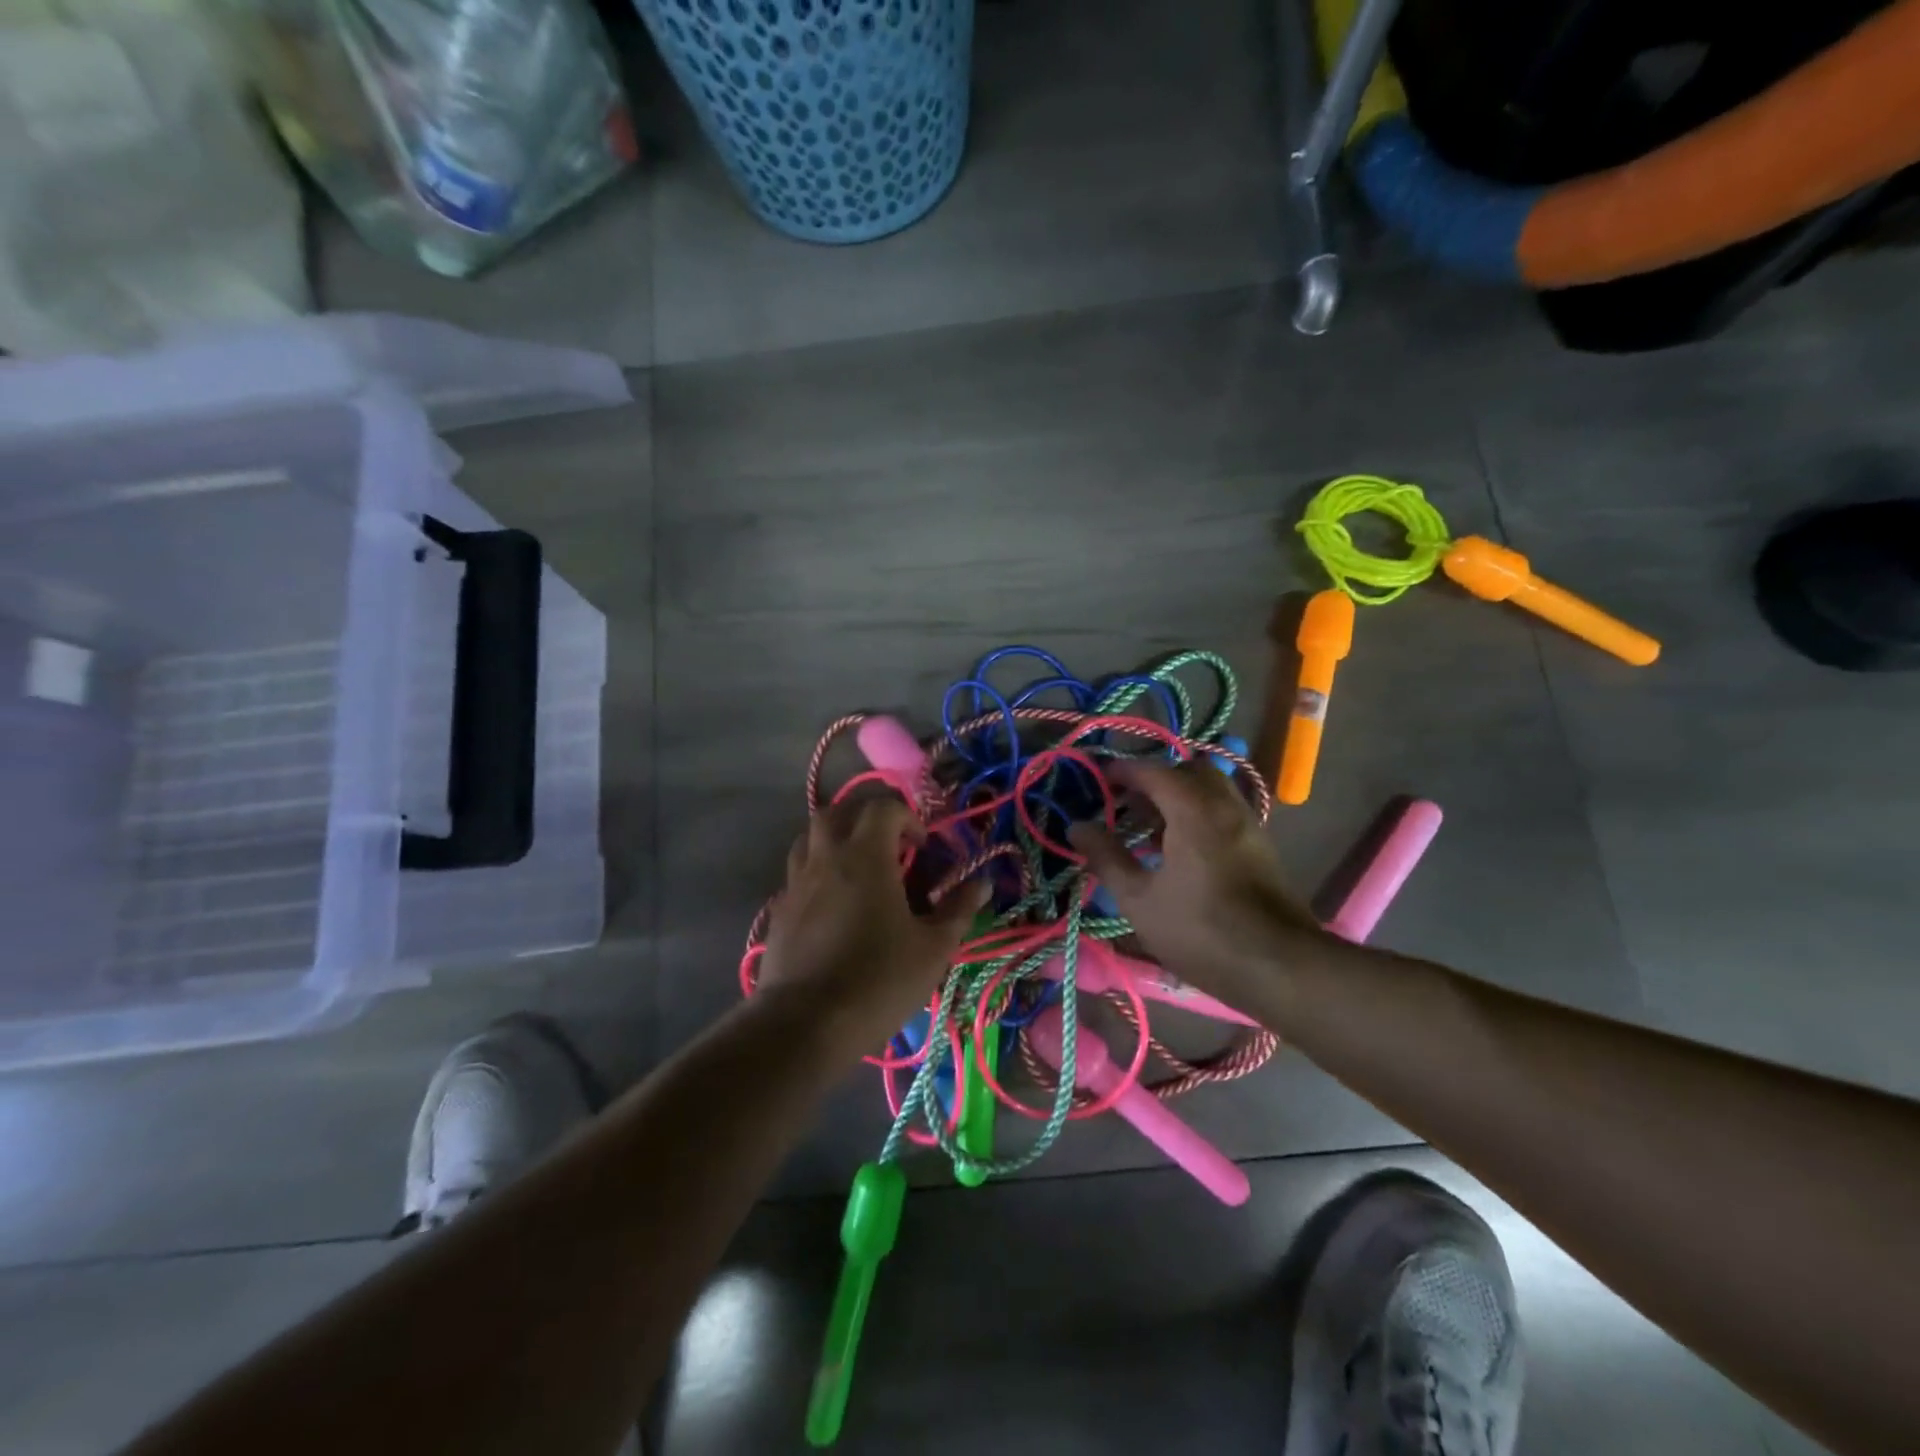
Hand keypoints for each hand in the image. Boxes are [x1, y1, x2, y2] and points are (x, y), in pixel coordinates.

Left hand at [760, 794, 988, 1046]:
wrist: (805, 1023)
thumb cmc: (879, 980)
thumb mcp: (933, 948)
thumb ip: (958, 909)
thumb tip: (981, 883)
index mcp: (865, 855)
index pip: (883, 807)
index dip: (908, 818)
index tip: (923, 847)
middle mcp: (826, 856)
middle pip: (839, 812)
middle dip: (866, 819)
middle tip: (889, 847)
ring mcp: (796, 882)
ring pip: (811, 837)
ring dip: (836, 840)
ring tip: (859, 868)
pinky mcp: (778, 909)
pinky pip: (798, 873)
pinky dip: (817, 872)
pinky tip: (833, 903)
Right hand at [1069, 758, 1321, 1007]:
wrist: (1281, 967)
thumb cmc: (1201, 931)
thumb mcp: (1139, 899)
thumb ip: (1106, 857)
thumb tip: (1077, 826)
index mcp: (1193, 809)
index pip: (1153, 771)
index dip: (1122, 771)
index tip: (1097, 779)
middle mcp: (1225, 805)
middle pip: (1188, 772)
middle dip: (1154, 780)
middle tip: (1126, 803)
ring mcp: (1248, 825)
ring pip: (1210, 791)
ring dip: (1178, 797)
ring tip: (1147, 829)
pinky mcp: (1260, 847)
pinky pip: (1223, 812)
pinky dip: (1197, 814)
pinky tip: (1178, 850)